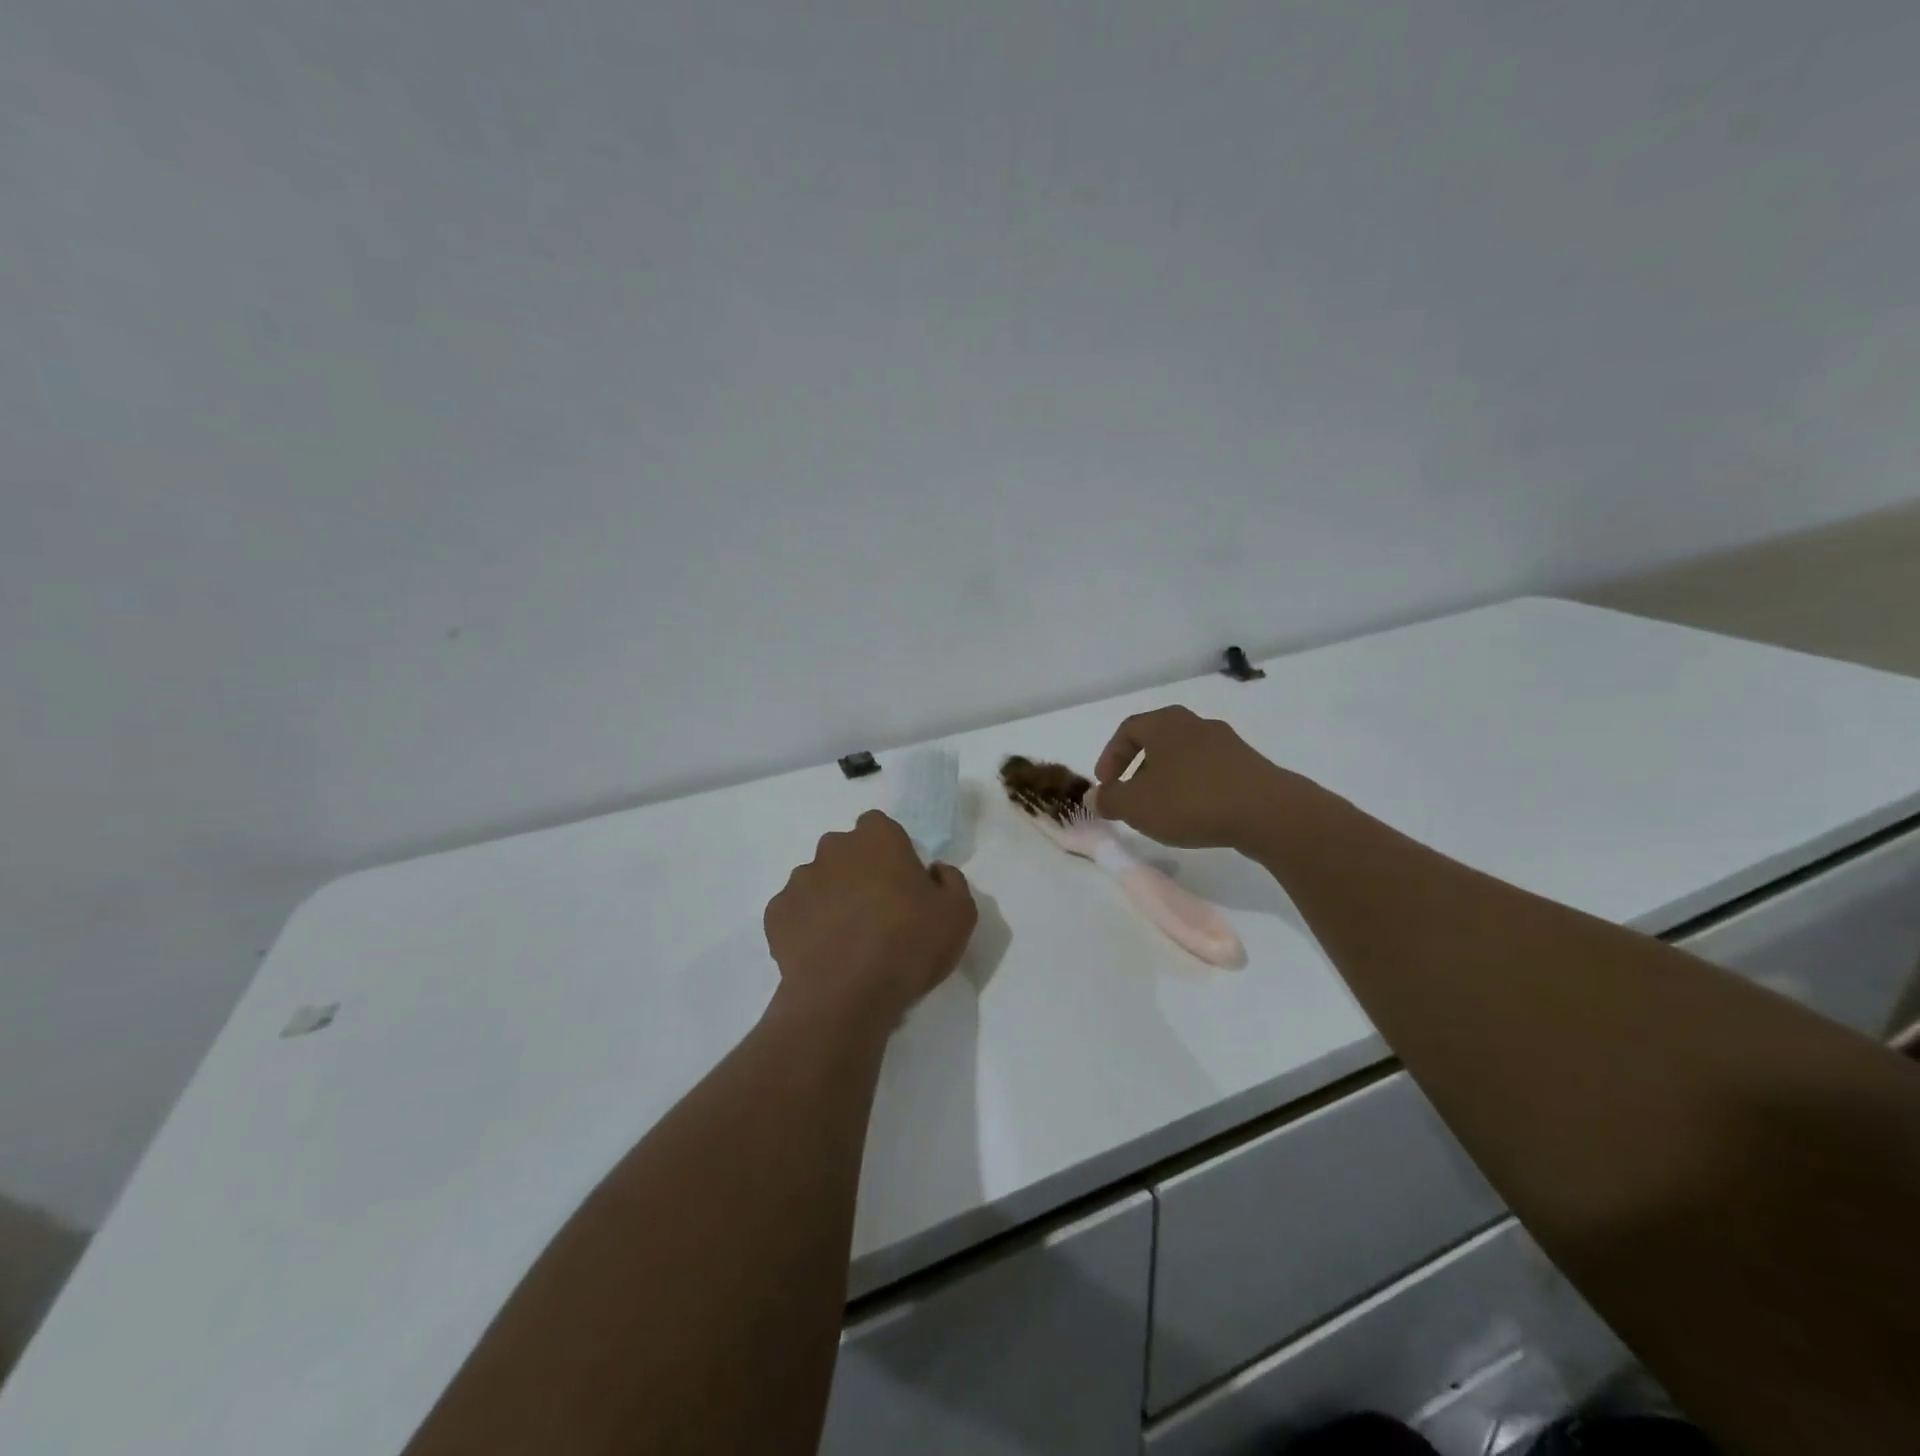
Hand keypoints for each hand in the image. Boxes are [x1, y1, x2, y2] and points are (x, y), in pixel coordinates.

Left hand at [763, 810, 976, 1032]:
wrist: (846, 996)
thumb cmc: (909, 944)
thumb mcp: (959, 913)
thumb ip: (950, 881)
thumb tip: (934, 871)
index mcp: (877, 838)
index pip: (879, 827)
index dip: (891, 852)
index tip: (902, 883)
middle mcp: (833, 848)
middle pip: (846, 852)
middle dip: (858, 872)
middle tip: (878, 912)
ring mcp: (799, 880)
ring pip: (818, 880)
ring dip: (831, 898)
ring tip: (848, 939)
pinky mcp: (775, 914)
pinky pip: (795, 911)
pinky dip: (807, 926)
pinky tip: (824, 953)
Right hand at [1091, 705, 1314, 850]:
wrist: (1267, 812)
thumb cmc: (1191, 800)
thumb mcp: (1136, 805)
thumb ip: (1109, 800)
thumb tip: (1095, 796)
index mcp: (1165, 723)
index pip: (1127, 730)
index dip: (1110, 757)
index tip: (1105, 785)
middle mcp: (1196, 724)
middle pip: (1157, 741)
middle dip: (1138, 769)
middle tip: (1130, 797)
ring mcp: (1227, 743)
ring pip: (1184, 757)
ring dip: (1166, 780)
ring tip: (1162, 811)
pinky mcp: (1249, 766)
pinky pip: (1209, 772)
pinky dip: (1193, 788)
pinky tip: (1195, 814)